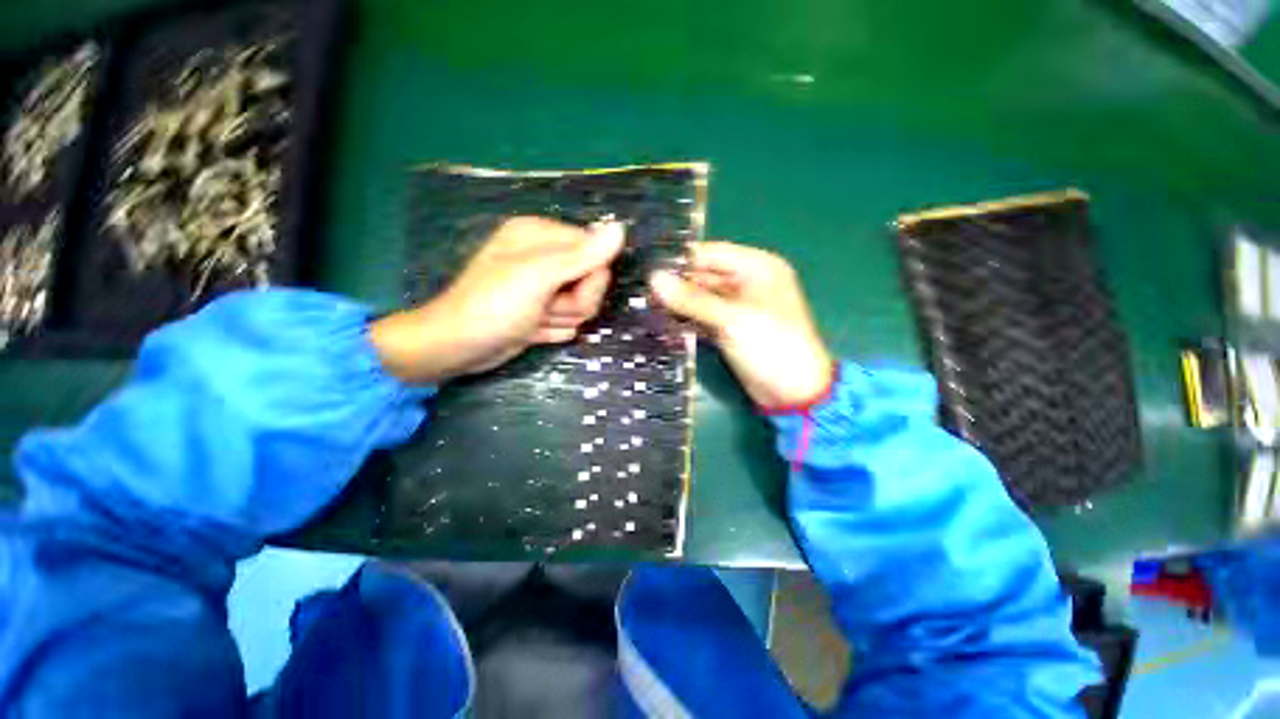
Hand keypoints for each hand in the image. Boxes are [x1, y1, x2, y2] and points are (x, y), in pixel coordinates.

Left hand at [371, 216, 624, 383]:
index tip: (567, 291)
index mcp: (542, 235)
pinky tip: (531, 330)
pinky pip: (569, 320)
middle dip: (575, 302)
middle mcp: (545, 256)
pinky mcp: (543, 310)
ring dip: (562, 319)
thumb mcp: (539, 277)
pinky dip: (554, 330)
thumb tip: (620, 228)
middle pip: (592, 281)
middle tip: (546, 307)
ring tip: (534, 320)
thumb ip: (582, 255)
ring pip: (583, 305)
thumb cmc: (494, 306)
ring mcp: (544, 286)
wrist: (457, 348)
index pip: (596, 252)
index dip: (591, 278)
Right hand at [649, 242, 832, 408]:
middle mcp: (746, 282)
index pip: (710, 253)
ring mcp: (736, 307)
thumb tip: (653, 279)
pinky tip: (661, 323)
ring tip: (644, 306)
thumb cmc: (771, 346)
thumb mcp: (732, 319)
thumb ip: (692, 299)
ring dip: (677, 304)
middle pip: (702, 276)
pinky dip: (685, 320)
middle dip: (674, 284)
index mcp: (756, 267)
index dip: (679, 260)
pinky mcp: (728, 328)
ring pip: (699, 298)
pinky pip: (702, 317)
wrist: (793, 394)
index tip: (645, 267)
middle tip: (639, 291)